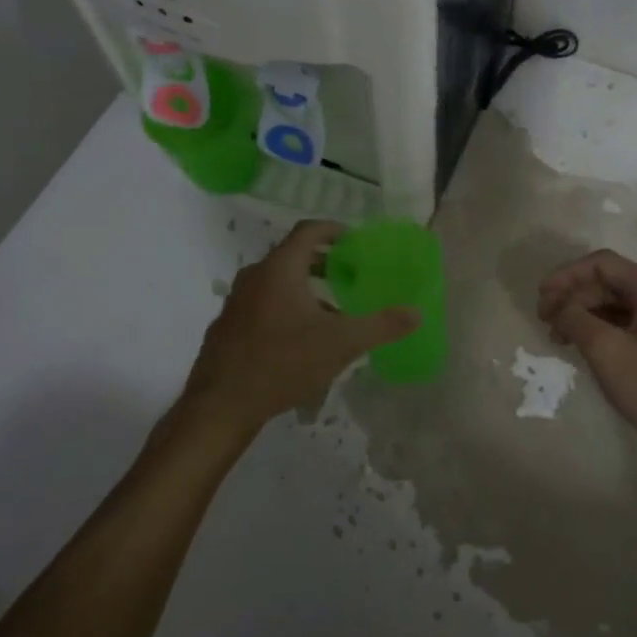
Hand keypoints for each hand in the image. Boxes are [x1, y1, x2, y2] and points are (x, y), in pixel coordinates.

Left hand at [181, 220, 419, 438]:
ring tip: (330, 312)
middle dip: (323, 262)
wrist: (221, 405)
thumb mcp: (341, 344)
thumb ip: (380, 326)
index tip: (355, 242)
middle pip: (292, 255)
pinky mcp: (228, 326)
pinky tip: (299, 340)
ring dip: (305, 288)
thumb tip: (416, 313)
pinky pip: (262, 304)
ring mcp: (236, 301)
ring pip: (277, 282)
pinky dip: (284, 307)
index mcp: (281, 268)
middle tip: (349, 275)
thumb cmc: (283, 363)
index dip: (334, 230)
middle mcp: (255, 276)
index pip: (309, 231)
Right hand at [537, 250, 636, 464]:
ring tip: (556, 335)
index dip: (567, 275)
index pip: (601, 263)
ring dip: (581, 313)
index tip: (541, 295)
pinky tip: (579, 344)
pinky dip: (597, 328)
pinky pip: (622, 322)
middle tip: (544, 319)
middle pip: (606, 281)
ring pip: (613, 303)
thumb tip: (555, 304)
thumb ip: (574, 318)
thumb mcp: (605, 350)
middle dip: (572, 296)